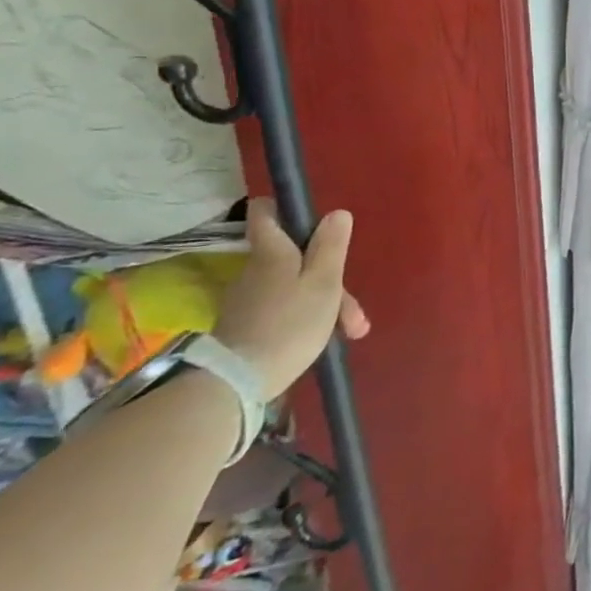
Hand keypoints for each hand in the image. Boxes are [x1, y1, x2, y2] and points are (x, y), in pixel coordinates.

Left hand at [212, 198, 370, 399]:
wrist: (238, 381)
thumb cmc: (291, 323)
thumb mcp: (324, 282)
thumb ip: (331, 246)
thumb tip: (336, 213)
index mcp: (272, 252)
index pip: (265, 213)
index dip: (284, 209)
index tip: (309, 219)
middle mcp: (254, 269)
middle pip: (294, 257)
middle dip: (328, 275)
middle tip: (353, 310)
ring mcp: (247, 299)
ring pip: (294, 287)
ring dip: (324, 303)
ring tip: (350, 331)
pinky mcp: (245, 325)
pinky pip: (283, 309)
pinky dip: (306, 318)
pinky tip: (323, 339)